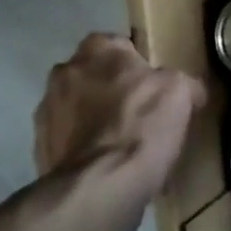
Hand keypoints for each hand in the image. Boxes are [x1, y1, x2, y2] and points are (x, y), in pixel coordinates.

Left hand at [33, 34, 204, 213]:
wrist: (100, 186)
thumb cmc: (142, 125)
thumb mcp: (181, 92)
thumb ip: (183, 82)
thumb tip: (191, 91)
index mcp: (98, 50)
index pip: (118, 44)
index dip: (136, 63)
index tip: (152, 83)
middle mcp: (64, 72)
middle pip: (93, 74)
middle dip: (110, 87)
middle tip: (139, 110)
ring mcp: (46, 111)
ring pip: (77, 106)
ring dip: (93, 117)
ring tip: (121, 142)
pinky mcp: (39, 148)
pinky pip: (68, 139)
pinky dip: (83, 146)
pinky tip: (105, 163)